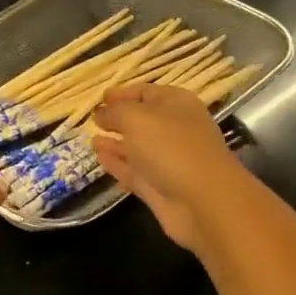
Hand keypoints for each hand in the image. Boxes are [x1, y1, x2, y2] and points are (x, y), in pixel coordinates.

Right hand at [92, 83, 252, 253]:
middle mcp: (175, 130)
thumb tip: (101, 113)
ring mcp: (168, 160)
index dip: (122, 93)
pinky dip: (117, 164)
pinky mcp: (160, 187)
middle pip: (142, 120)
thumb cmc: (171, 147)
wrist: (204, 202)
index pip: (146, 92)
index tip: (99, 98)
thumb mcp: (136, 118)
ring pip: (137, 147)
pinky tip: (99, 157)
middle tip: (92, 119)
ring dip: (115, 142)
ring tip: (91, 138)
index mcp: (176, 104)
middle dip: (118, 119)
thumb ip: (115, 112)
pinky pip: (134, 170)